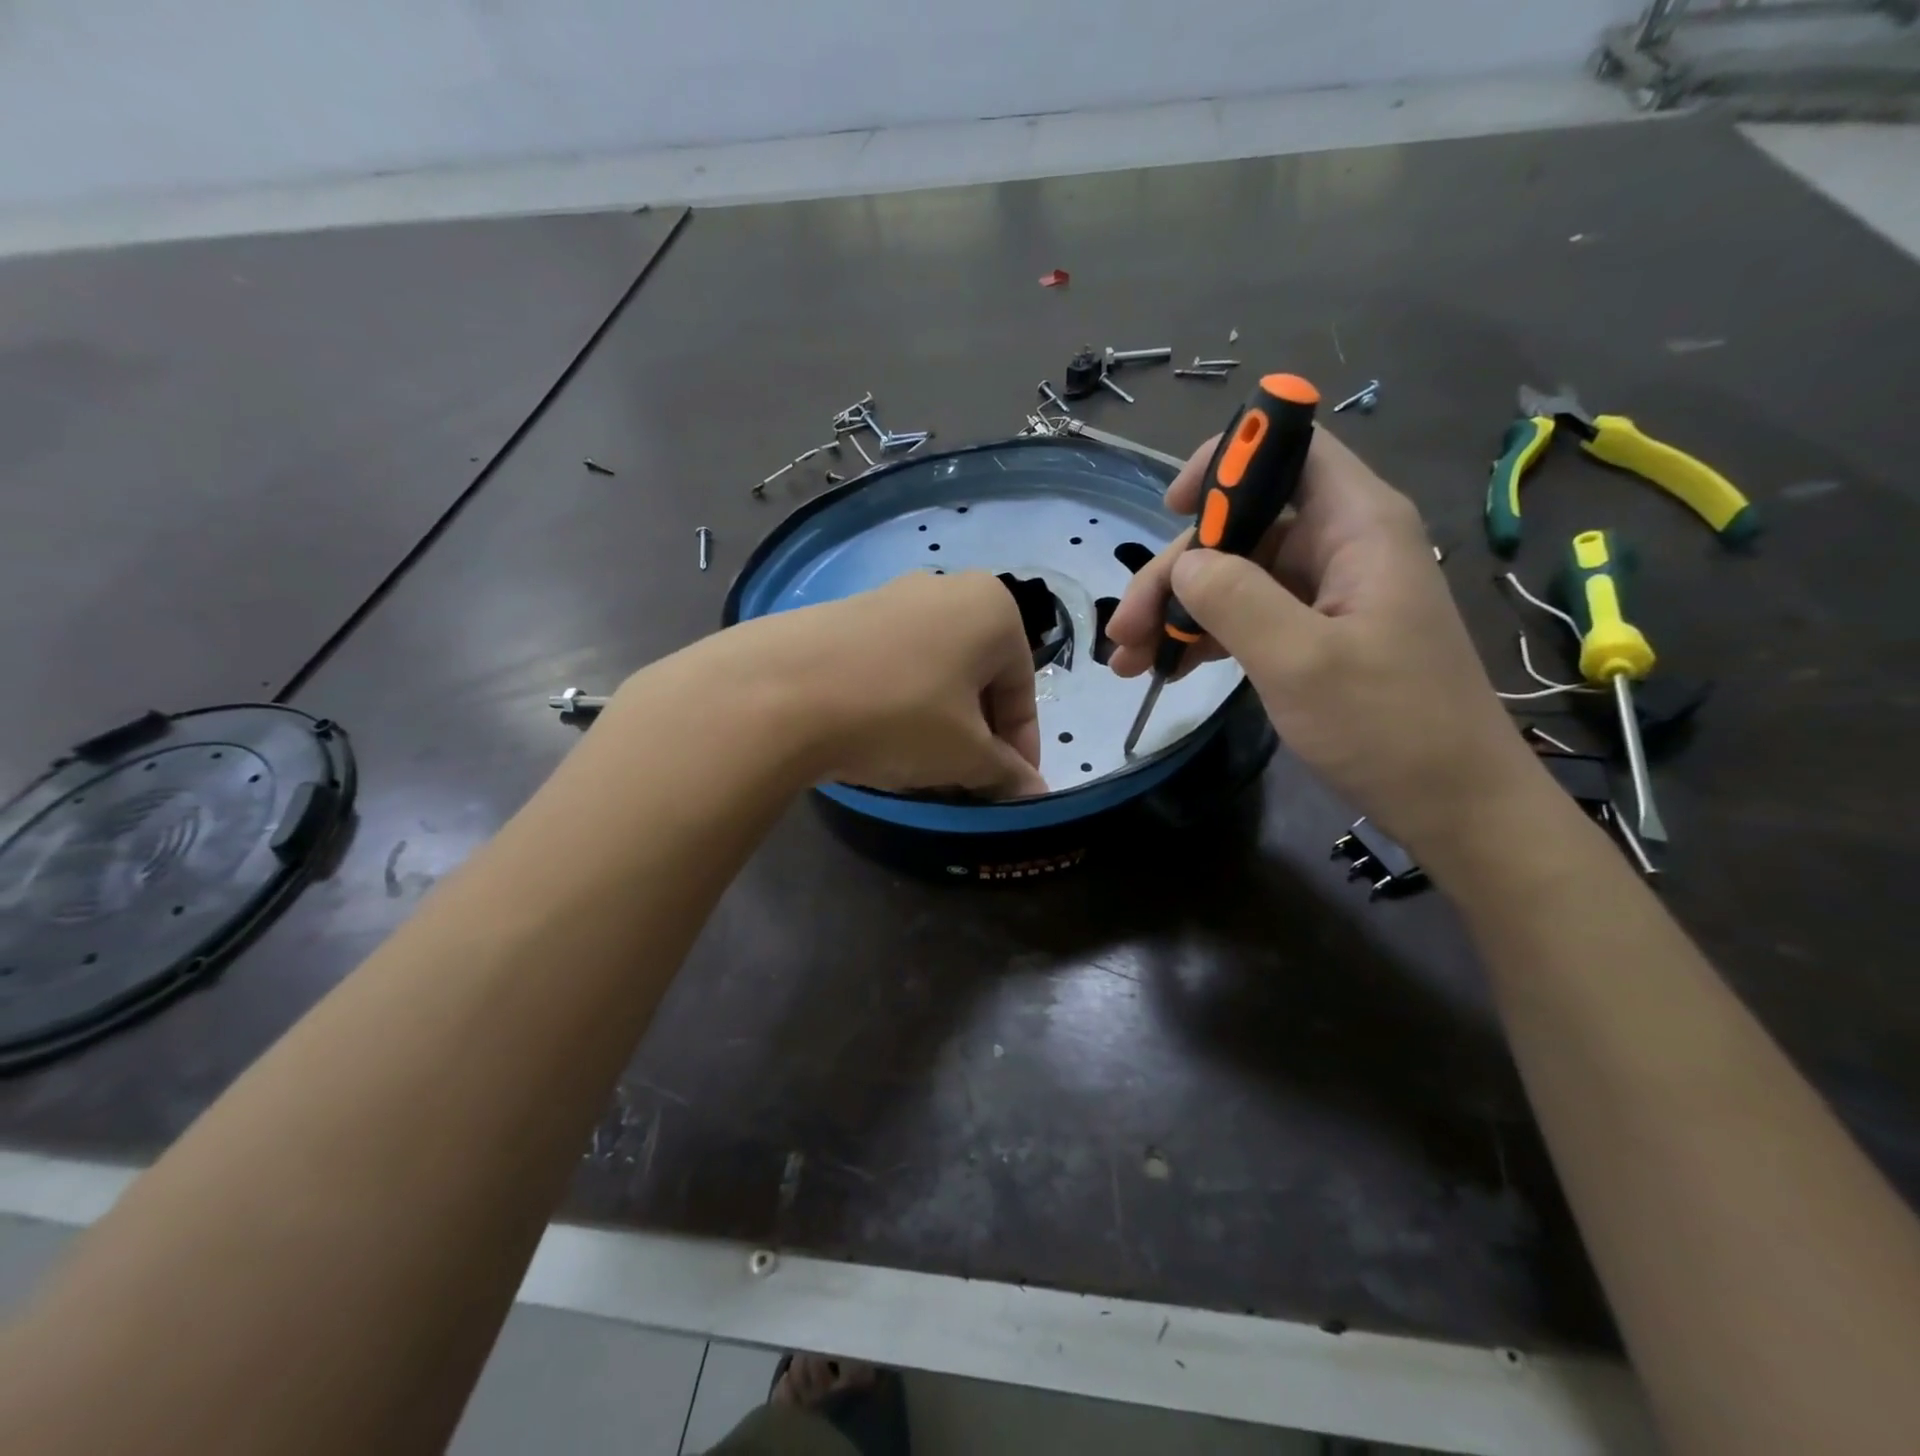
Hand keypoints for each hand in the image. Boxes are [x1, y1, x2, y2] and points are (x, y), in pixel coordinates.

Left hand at [712, 570, 1047, 798]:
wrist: (781, 691)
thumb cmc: (900, 715)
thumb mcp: (966, 754)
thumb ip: (1006, 772)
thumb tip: (1034, 791)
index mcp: (993, 609)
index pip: (1022, 689)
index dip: (1020, 747)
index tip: (1010, 790)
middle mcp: (947, 589)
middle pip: (978, 678)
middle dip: (977, 734)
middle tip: (965, 781)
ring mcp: (891, 597)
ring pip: (935, 672)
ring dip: (939, 722)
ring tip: (920, 765)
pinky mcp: (846, 615)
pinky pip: (893, 664)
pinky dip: (900, 702)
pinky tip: (878, 737)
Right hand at [1106, 427, 1542, 856]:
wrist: (1452, 803)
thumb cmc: (1388, 726)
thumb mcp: (1299, 660)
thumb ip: (1234, 598)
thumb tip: (1183, 564)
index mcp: (1357, 525)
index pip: (1289, 448)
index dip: (1226, 460)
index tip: (1169, 508)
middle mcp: (1342, 545)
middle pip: (1241, 525)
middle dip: (1176, 571)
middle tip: (1126, 631)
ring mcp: (1328, 592)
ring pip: (1236, 574)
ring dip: (1178, 610)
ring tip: (1130, 661)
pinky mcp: (1317, 633)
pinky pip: (1249, 614)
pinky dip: (1205, 635)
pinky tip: (1168, 668)